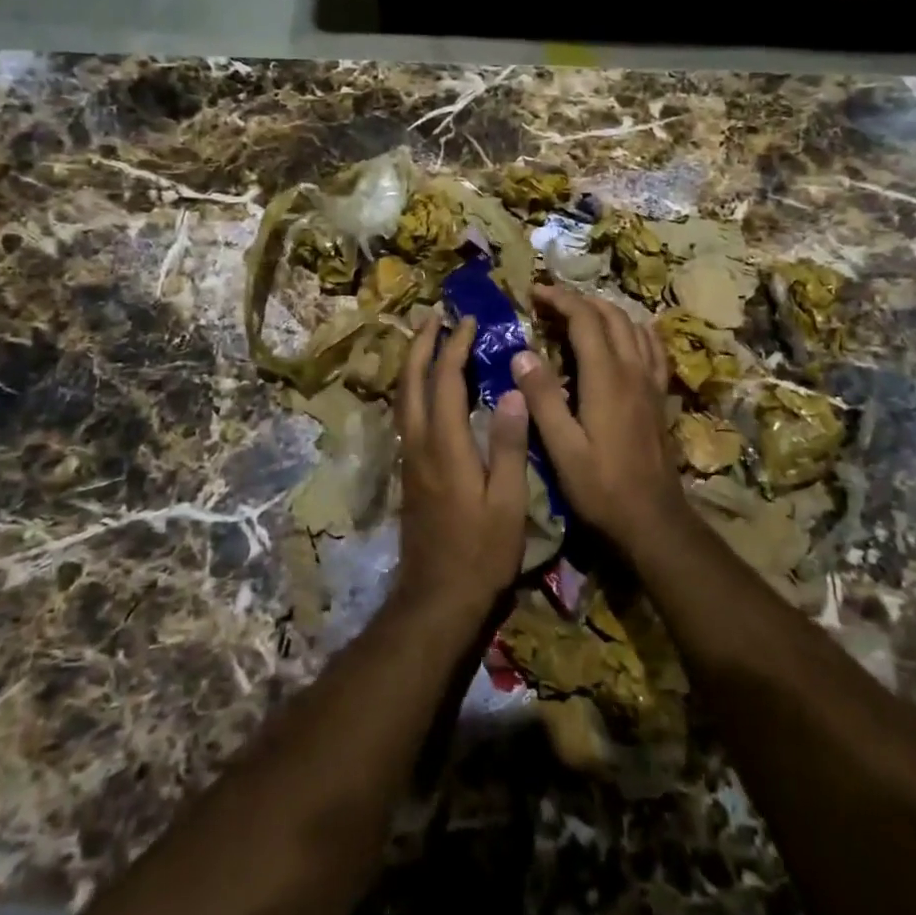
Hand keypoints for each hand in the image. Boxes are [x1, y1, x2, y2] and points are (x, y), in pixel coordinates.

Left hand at [393, 312, 528, 622]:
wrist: (437, 598)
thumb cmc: (481, 553)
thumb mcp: (507, 502)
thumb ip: (508, 445)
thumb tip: (512, 391)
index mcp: (444, 445)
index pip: (445, 380)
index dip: (456, 347)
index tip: (469, 321)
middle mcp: (418, 443)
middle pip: (412, 381)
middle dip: (423, 344)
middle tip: (436, 316)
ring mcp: (409, 458)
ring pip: (403, 397)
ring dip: (414, 362)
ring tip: (428, 340)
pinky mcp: (409, 472)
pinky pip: (406, 414)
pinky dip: (415, 387)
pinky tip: (428, 388)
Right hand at [511, 285, 685, 552]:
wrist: (653, 519)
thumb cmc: (601, 488)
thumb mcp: (562, 448)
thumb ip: (543, 398)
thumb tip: (522, 353)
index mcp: (606, 378)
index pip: (585, 319)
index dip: (559, 299)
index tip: (533, 292)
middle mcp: (632, 370)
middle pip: (610, 315)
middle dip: (578, 300)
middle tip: (548, 302)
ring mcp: (650, 381)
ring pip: (632, 326)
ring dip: (604, 310)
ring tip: (577, 313)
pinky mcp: (658, 396)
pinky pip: (651, 347)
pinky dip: (633, 329)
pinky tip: (624, 335)